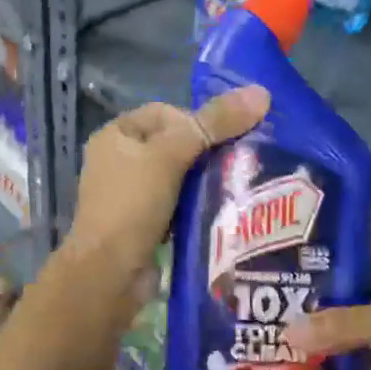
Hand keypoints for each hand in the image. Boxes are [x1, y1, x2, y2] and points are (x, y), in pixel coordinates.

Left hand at [65, 86, 270, 282]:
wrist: (109, 276)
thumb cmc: (133, 205)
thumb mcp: (172, 156)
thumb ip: (214, 124)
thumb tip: (261, 93)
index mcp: (116, 135)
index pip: (166, 112)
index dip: (198, 120)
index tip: (226, 139)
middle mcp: (119, 161)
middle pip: (176, 144)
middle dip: (208, 151)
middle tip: (243, 161)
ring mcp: (130, 195)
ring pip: (180, 176)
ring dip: (207, 180)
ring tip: (239, 185)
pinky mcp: (144, 224)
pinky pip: (179, 204)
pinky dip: (198, 205)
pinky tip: (223, 211)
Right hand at [284, 242, 370, 369]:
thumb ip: (342, 325)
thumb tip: (287, 332)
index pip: (356, 243)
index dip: (324, 244)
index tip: (283, 250)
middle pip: (348, 284)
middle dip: (315, 292)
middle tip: (271, 295)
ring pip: (351, 320)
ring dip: (323, 327)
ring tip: (278, 329)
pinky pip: (359, 351)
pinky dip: (338, 356)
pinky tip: (306, 361)